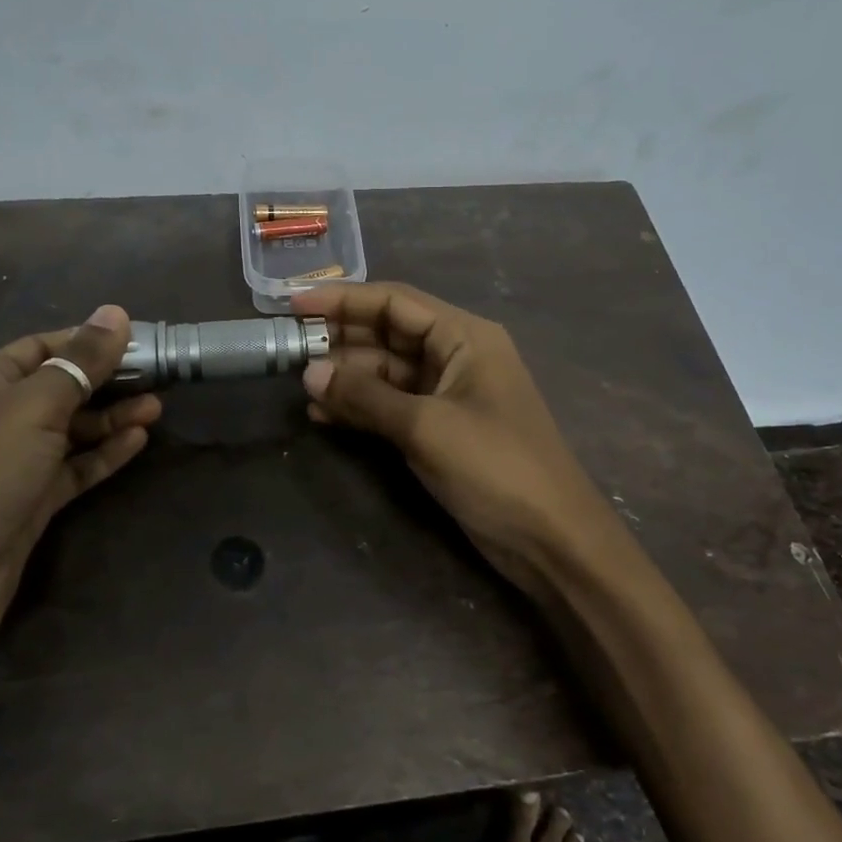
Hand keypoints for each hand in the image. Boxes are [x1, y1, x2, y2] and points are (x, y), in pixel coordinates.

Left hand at [0, 305, 159, 669]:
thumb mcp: (30, 409)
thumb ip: (79, 362)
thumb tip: (114, 312)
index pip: (46, 345)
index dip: (92, 339)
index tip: (144, 339)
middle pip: (62, 386)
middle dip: (109, 379)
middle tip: (161, 375)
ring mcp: (13, 463)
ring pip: (72, 429)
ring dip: (112, 417)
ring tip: (158, 407)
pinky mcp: (29, 503)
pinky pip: (74, 468)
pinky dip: (104, 454)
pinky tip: (138, 440)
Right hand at [290, 282, 614, 598]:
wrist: (552, 541)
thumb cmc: (496, 468)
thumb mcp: (426, 427)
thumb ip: (365, 397)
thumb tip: (309, 373)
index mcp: (464, 336)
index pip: (395, 301)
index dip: (342, 300)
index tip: (294, 305)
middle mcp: (456, 354)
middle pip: (388, 333)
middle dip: (340, 338)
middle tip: (288, 346)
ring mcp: (448, 393)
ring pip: (386, 371)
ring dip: (346, 376)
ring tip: (298, 384)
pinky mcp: (440, 427)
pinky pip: (392, 405)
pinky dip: (360, 407)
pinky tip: (322, 415)